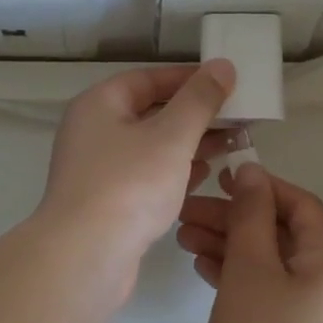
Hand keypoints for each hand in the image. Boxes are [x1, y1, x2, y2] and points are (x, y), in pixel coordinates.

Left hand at [36, 61, 236, 269]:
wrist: (85, 257)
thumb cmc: (129, 185)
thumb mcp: (172, 136)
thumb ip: (199, 100)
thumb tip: (222, 65)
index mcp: (99, 105)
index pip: (148, 78)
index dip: (188, 78)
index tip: (226, 83)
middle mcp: (93, 132)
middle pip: (150, 113)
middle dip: (194, 115)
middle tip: (237, 118)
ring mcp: (98, 170)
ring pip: (151, 147)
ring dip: (189, 145)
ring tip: (232, 145)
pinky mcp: (107, 203)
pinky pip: (146, 177)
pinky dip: (175, 172)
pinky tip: (205, 176)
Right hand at [177, 162, 322, 322]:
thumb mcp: (250, 269)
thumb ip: (250, 214)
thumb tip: (252, 172)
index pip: (300, 204)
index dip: (258, 187)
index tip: (216, 181)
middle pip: (283, 233)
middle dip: (234, 220)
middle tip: (187, 214)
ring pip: (275, 262)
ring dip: (232, 247)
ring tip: (184, 239)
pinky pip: (274, 290)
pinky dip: (242, 277)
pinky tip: (204, 269)